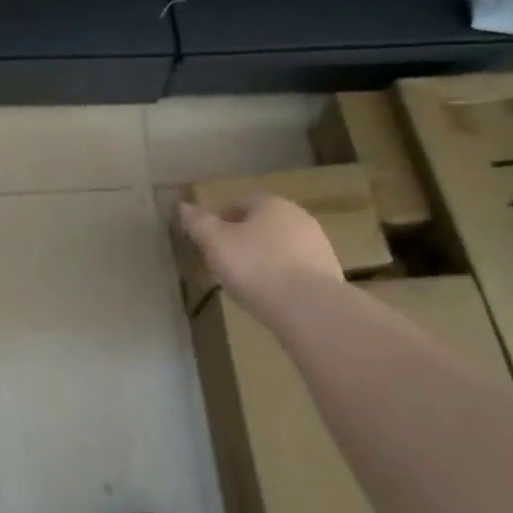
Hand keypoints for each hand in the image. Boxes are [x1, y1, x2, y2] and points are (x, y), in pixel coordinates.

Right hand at [179, 194, 344, 323]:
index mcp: (270, 203)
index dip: (219, 221)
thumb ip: (197, 222)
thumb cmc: (255, 267)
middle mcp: (298, 216)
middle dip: (242, 239)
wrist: (310, 309)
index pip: (238, 203)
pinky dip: (282, 277)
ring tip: (247, 283)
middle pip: (261, 223)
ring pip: (280, 246)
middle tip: (224, 263)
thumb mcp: (215, 243)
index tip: (207, 244)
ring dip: (264, 258)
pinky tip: (272, 296)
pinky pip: (296, 269)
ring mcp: (318, 244)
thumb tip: (183, 206)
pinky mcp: (329, 273)